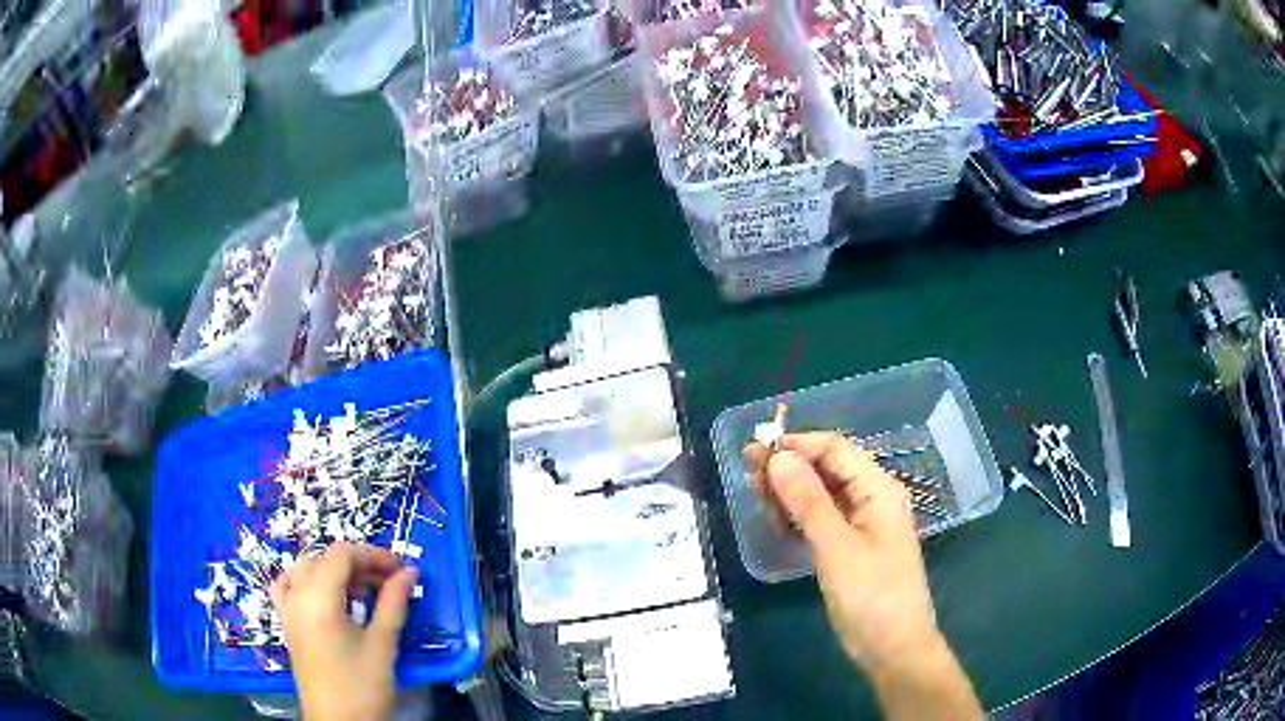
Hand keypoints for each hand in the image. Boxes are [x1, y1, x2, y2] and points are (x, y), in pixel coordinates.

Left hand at [271, 543, 417, 720]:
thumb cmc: (362, 686)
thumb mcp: (383, 645)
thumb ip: (393, 604)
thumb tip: (410, 572)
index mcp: (319, 599)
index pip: (342, 554)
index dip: (373, 555)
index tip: (401, 571)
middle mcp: (297, 596)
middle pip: (323, 558)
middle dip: (357, 564)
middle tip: (388, 583)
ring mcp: (288, 609)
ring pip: (306, 569)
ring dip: (334, 571)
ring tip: (361, 591)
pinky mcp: (287, 624)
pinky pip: (289, 587)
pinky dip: (307, 581)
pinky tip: (325, 596)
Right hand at [743, 432, 938, 674]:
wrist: (893, 648)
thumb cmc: (872, 595)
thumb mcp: (837, 547)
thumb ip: (808, 502)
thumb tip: (779, 457)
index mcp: (878, 489)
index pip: (835, 450)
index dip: (797, 445)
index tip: (756, 451)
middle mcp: (872, 499)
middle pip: (827, 470)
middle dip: (789, 467)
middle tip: (747, 472)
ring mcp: (862, 525)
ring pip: (822, 495)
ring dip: (790, 492)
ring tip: (754, 493)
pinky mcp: (851, 548)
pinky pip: (822, 520)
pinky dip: (798, 517)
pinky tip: (775, 519)